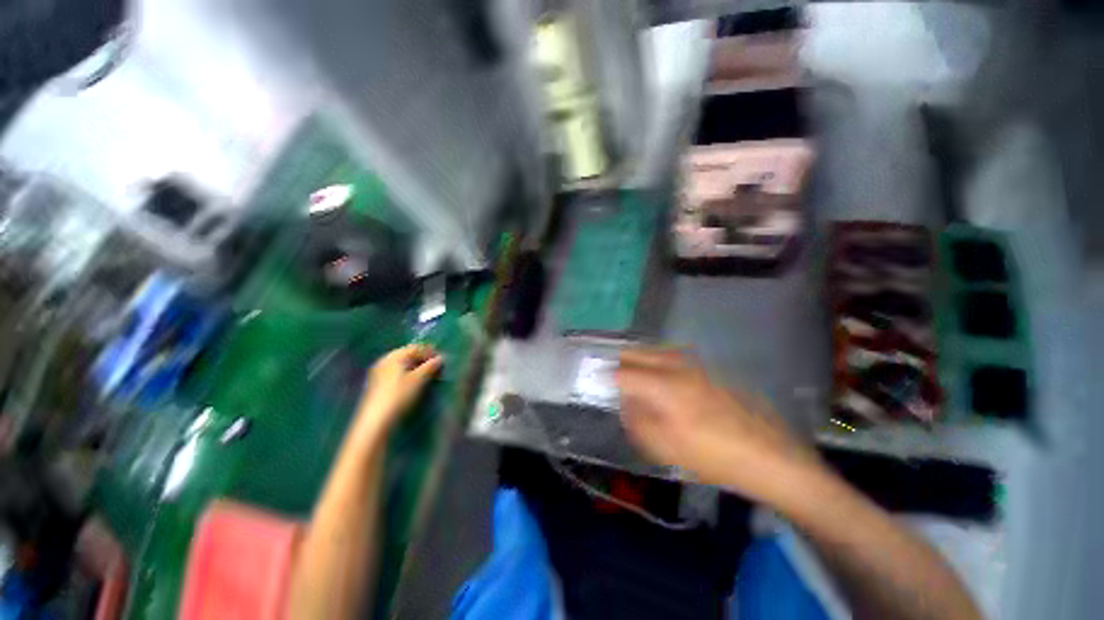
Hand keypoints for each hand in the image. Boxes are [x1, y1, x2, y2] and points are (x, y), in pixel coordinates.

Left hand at [355, 344, 442, 436]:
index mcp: (394, 356)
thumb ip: (431, 366)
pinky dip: (408, 374)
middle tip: (436, 368)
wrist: (377, 419)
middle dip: (424, 360)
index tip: (442, 361)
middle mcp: (386, 360)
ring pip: (403, 364)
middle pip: (409, 355)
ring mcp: (380, 372)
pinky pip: (397, 372)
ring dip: (417, 367)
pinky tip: (415, 383)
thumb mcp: (419, 379)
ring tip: (428, 376)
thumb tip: (441, 358)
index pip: (416, 348)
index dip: (430, 352)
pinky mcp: (379, 383)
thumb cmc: (399, 395)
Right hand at [615, 348, 821, 501]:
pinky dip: (654, 363)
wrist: (768, 455)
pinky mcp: (704, 371)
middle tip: (610, 378)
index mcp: (663, 385)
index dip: (605, 378)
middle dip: (618, 362)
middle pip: (636, 352)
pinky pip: (669, 358)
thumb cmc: (712, 455)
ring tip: (631, 378)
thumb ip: (636, 420)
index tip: (594, 383)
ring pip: (653, 351)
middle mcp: (675, 366)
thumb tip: (624, 402)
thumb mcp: (665, 447)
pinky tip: (658, 381)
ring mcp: (692, 365)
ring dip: (637, 360)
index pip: (622, 373)